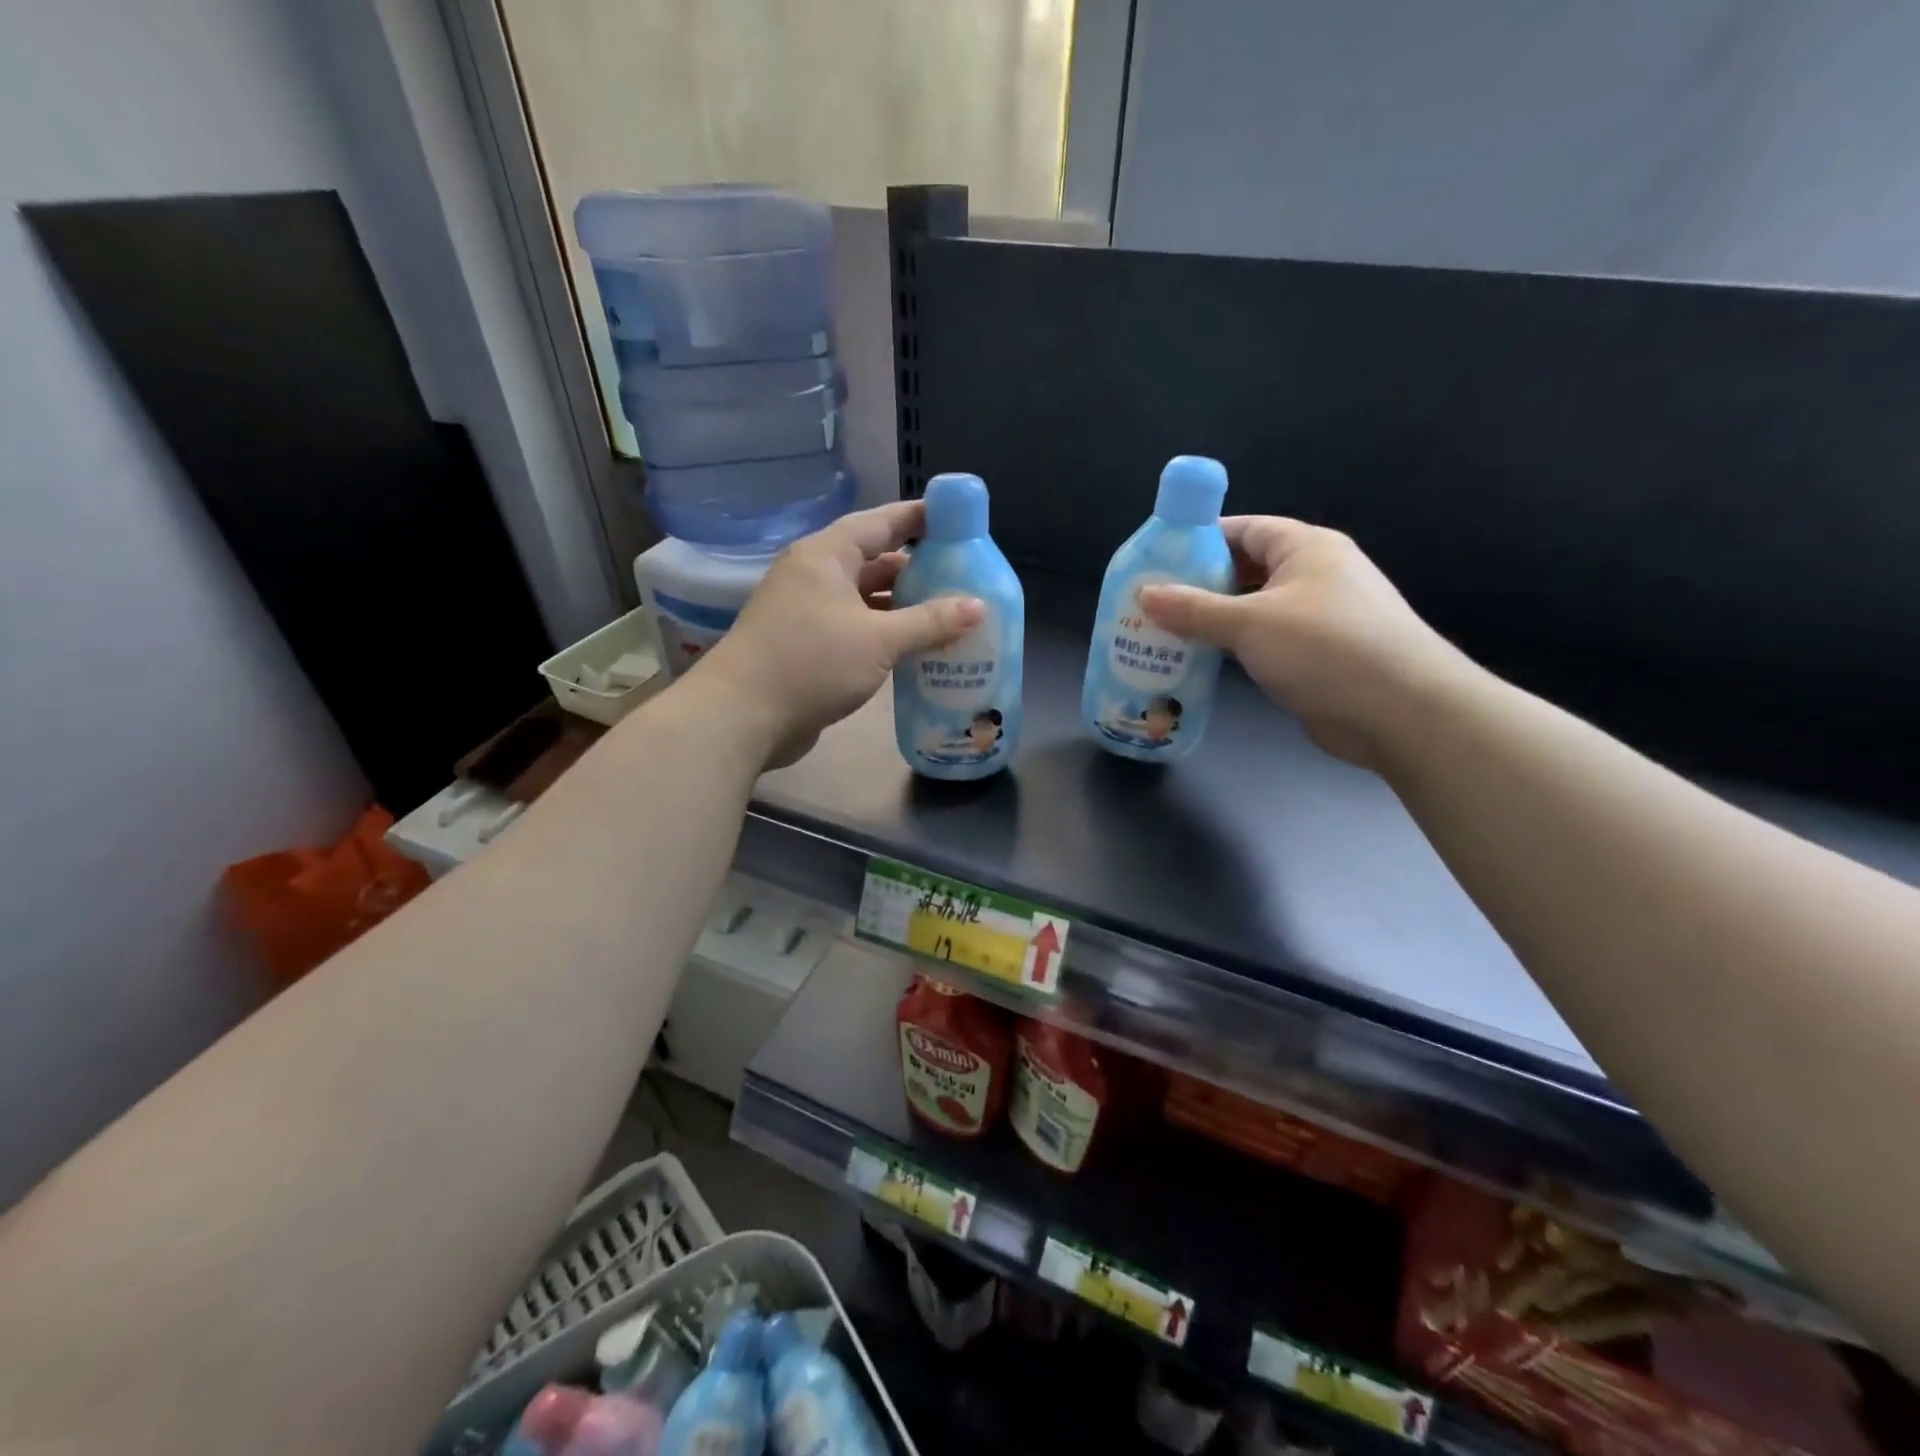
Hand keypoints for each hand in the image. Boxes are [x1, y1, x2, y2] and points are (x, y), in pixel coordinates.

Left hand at [694, 501, 983, 767]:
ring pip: (863, 598)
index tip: (955, 520)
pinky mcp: (805, 646)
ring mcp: (806, 612)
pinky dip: (883, 633)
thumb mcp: (879, 640)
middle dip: (915, 568)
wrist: (742, 716)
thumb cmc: (811, 663)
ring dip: (901, 606)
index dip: (918, 518)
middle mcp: (814, 575)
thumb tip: (978, 606)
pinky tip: (913, 648)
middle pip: (873, 560)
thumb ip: (930, 622)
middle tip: (960, 576)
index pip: (880, 522)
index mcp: (826, 556)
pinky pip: (854, 628)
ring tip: (946, 614)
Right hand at [1139, 517, 1469, 766]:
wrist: (1402, 711)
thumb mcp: (1250, 623)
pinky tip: (1199, 662)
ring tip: (1163, 633)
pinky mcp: (1316, 656)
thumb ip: (1194, 609)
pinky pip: (1263, 642)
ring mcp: (1317, 618)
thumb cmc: (1326, 648)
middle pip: (1245, 570)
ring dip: (1213, 621)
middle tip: (1151, 604)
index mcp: (1305, 548)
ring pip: (1252, 609)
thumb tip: (1144, 594)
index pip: (1244, 529)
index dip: (1200, 540)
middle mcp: (1314, 576)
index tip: (1157, 561)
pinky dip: (1233, 648)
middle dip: (1199, 585)